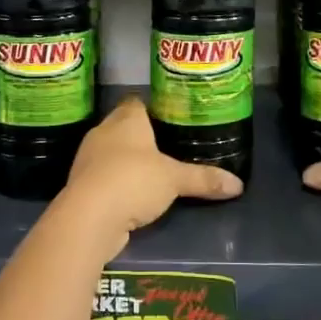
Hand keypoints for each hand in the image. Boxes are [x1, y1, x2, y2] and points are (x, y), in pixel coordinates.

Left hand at [55, 98, 242, 238]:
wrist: (89, 217)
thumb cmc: (133, 181)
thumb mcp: (175, 179)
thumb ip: (204, 179)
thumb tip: (238, 185)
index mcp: (126, 120)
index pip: (136, 102)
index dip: (151, 108)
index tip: (169, 117)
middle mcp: (103, 132)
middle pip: (122, 126)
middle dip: (141, 136)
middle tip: (167, 146)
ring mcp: (88, 159)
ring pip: (111, 152)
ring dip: (126, 161)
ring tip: (152, 172)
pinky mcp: (81, 185)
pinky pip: (103, 177)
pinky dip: (116, 183)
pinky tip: (133, 195)